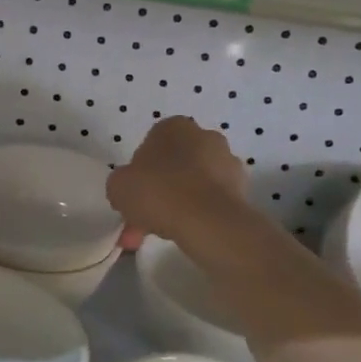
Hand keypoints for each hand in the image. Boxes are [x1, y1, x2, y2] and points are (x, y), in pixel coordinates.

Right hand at [108, 116, 247, 244]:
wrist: (208, 222)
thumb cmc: (158, 192)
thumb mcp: (118, 186)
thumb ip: (122, 183)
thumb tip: (131, 191)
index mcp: (173, 126)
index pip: (150, 146)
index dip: (139, 172)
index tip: (133, 195)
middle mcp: (204, 136)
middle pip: (173, 166)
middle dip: (158, 192)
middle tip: (143, 220)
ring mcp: (227, 162)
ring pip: (192, 185)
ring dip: (177, 205)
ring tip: (162, 234)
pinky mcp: (242, 189)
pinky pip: (210, 201)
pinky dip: (198, 215)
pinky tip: (185, 235)